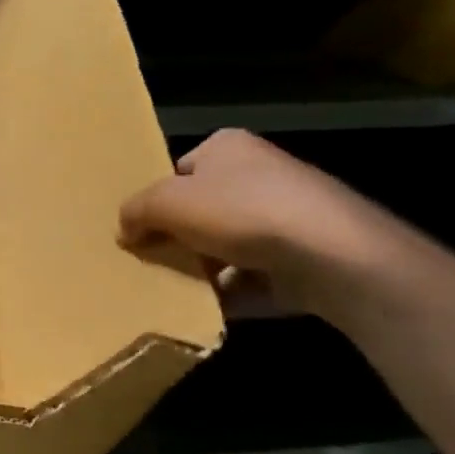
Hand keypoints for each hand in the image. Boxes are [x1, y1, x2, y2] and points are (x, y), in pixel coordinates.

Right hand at [119, 129, 410, 319]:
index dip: (157, 198)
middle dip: (178, 237)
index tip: (140, 227)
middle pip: (201, 209)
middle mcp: (259, 174)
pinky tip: (209, 306)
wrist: (330, 255)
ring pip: (225, 245)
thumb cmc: (240, 211)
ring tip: (176, 288)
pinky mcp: (302, 257)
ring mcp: (285, 217)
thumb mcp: (166, 202)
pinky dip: (231, 291)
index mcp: (227, 147)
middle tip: (152, 259)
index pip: (179, 170)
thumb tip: (125, 228)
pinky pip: (252, 276)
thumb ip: (136, 211)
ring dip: (202, 268)